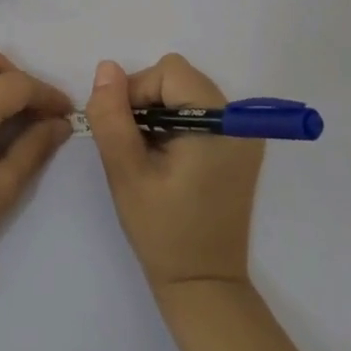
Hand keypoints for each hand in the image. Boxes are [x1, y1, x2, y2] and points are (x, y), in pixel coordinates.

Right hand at [85, 55, 263, 291]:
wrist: (203, 282)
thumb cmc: (162, 230)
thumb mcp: (126, 172)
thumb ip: (112, 117)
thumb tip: (106, 68)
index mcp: (219, 124)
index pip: (169, 72)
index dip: (136, 92)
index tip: (123, 132)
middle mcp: (239, 122)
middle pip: (179, 79)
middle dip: (146, 101)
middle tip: (133, 145)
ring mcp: (243, 135)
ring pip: (186, 94)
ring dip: (159, 114)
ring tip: (148, 155)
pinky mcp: (238, 149)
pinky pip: (199, 114)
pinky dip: (175, 125)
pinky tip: (165, 160)